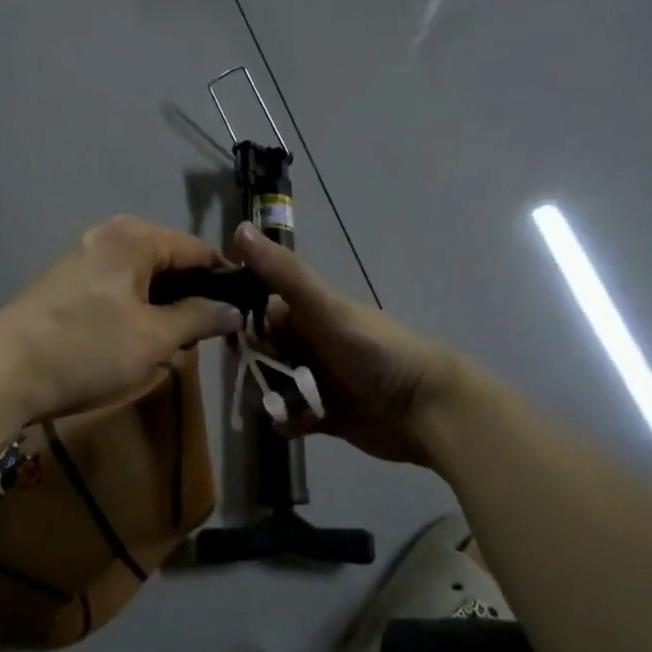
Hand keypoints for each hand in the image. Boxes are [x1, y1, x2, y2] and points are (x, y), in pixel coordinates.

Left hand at [0, 216, 243, 421]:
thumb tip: (235, 310)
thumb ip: (200, 318)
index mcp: (134, 237)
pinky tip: (138, 341)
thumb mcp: (155, 338)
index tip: (245, 313)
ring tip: (176, 344)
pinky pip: (117, 288)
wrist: (2, 372)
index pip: (198, 250)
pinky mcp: (65, 283)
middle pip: (168, 261)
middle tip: (209, 337)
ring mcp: (82, 257)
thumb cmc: (88, 349)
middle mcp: (108, 235)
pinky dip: (136, 310)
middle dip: (192, 296)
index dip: (225, 281)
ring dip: (164, 307)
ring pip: (142, 277)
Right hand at [228, 223, 463, 465]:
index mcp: (309, 311)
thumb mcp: (324, 307)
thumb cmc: (374, 351)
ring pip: (273, 385)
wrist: (426, 408)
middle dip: (252, 366)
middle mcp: (311, 342)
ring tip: (277, 406)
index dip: (240, 320)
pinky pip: (292, 417)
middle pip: (262, 350)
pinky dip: (287, 421)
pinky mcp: (326, 414)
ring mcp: (318, 379)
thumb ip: (283, 271)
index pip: (259, 308)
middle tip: (256, 379)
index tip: (225, 335)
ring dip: (268, 395)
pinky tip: (291, 424)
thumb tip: (240, 227)